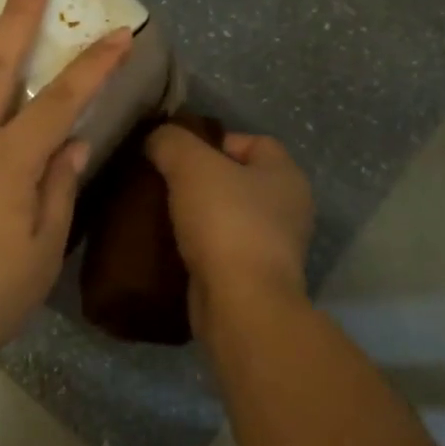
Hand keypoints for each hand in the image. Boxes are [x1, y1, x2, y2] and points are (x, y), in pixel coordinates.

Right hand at [145, 125, 313, 318]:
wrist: (240, 306)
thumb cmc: (226, 223)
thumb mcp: (191, 166)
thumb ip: (171, 141)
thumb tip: (157, 139)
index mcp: (286, 176)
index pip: (252, 141)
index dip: (213, 140)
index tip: (176, 153)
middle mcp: (287, 209)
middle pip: (236, 179)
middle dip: (199, 179)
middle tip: (162, 181)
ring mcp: (273, 247)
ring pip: (226, 216)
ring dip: (196, 214)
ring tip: (159, 212)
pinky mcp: (252, 278)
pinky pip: (220, 249)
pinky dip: (197, 246)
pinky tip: (168, 244)